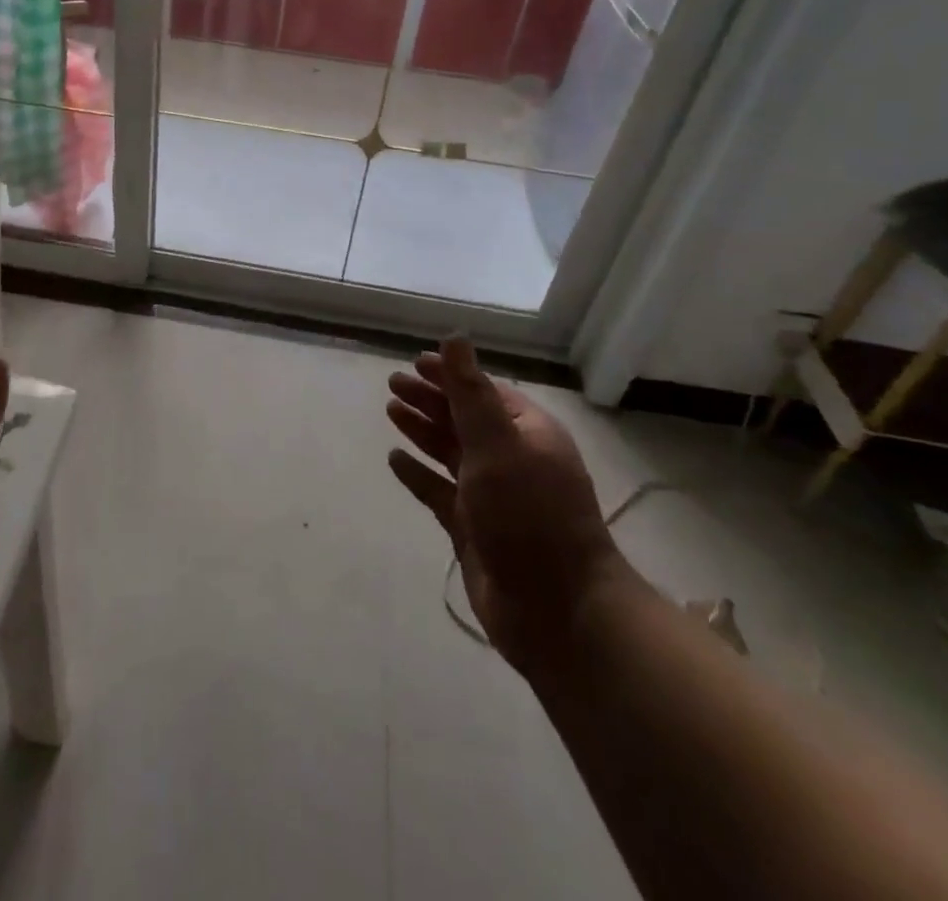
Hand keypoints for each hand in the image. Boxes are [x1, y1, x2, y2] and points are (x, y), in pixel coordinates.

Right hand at [386, 337, 626, 672]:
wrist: (557, 610)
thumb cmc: (529, 515)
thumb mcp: (497, 444)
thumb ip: (470, 391)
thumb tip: (455, 337)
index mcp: (527, 434)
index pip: (483, 392)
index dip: (450, 375)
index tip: (415, 363)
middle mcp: (511, 460)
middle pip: (463, 419)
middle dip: (429, 399)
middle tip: (392, 384)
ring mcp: (491, 496)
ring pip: (450, 452)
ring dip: (422, 430)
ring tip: (390, 412)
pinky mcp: (473, 529)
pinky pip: (439, 491)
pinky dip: (418, 474)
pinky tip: (395, 460)